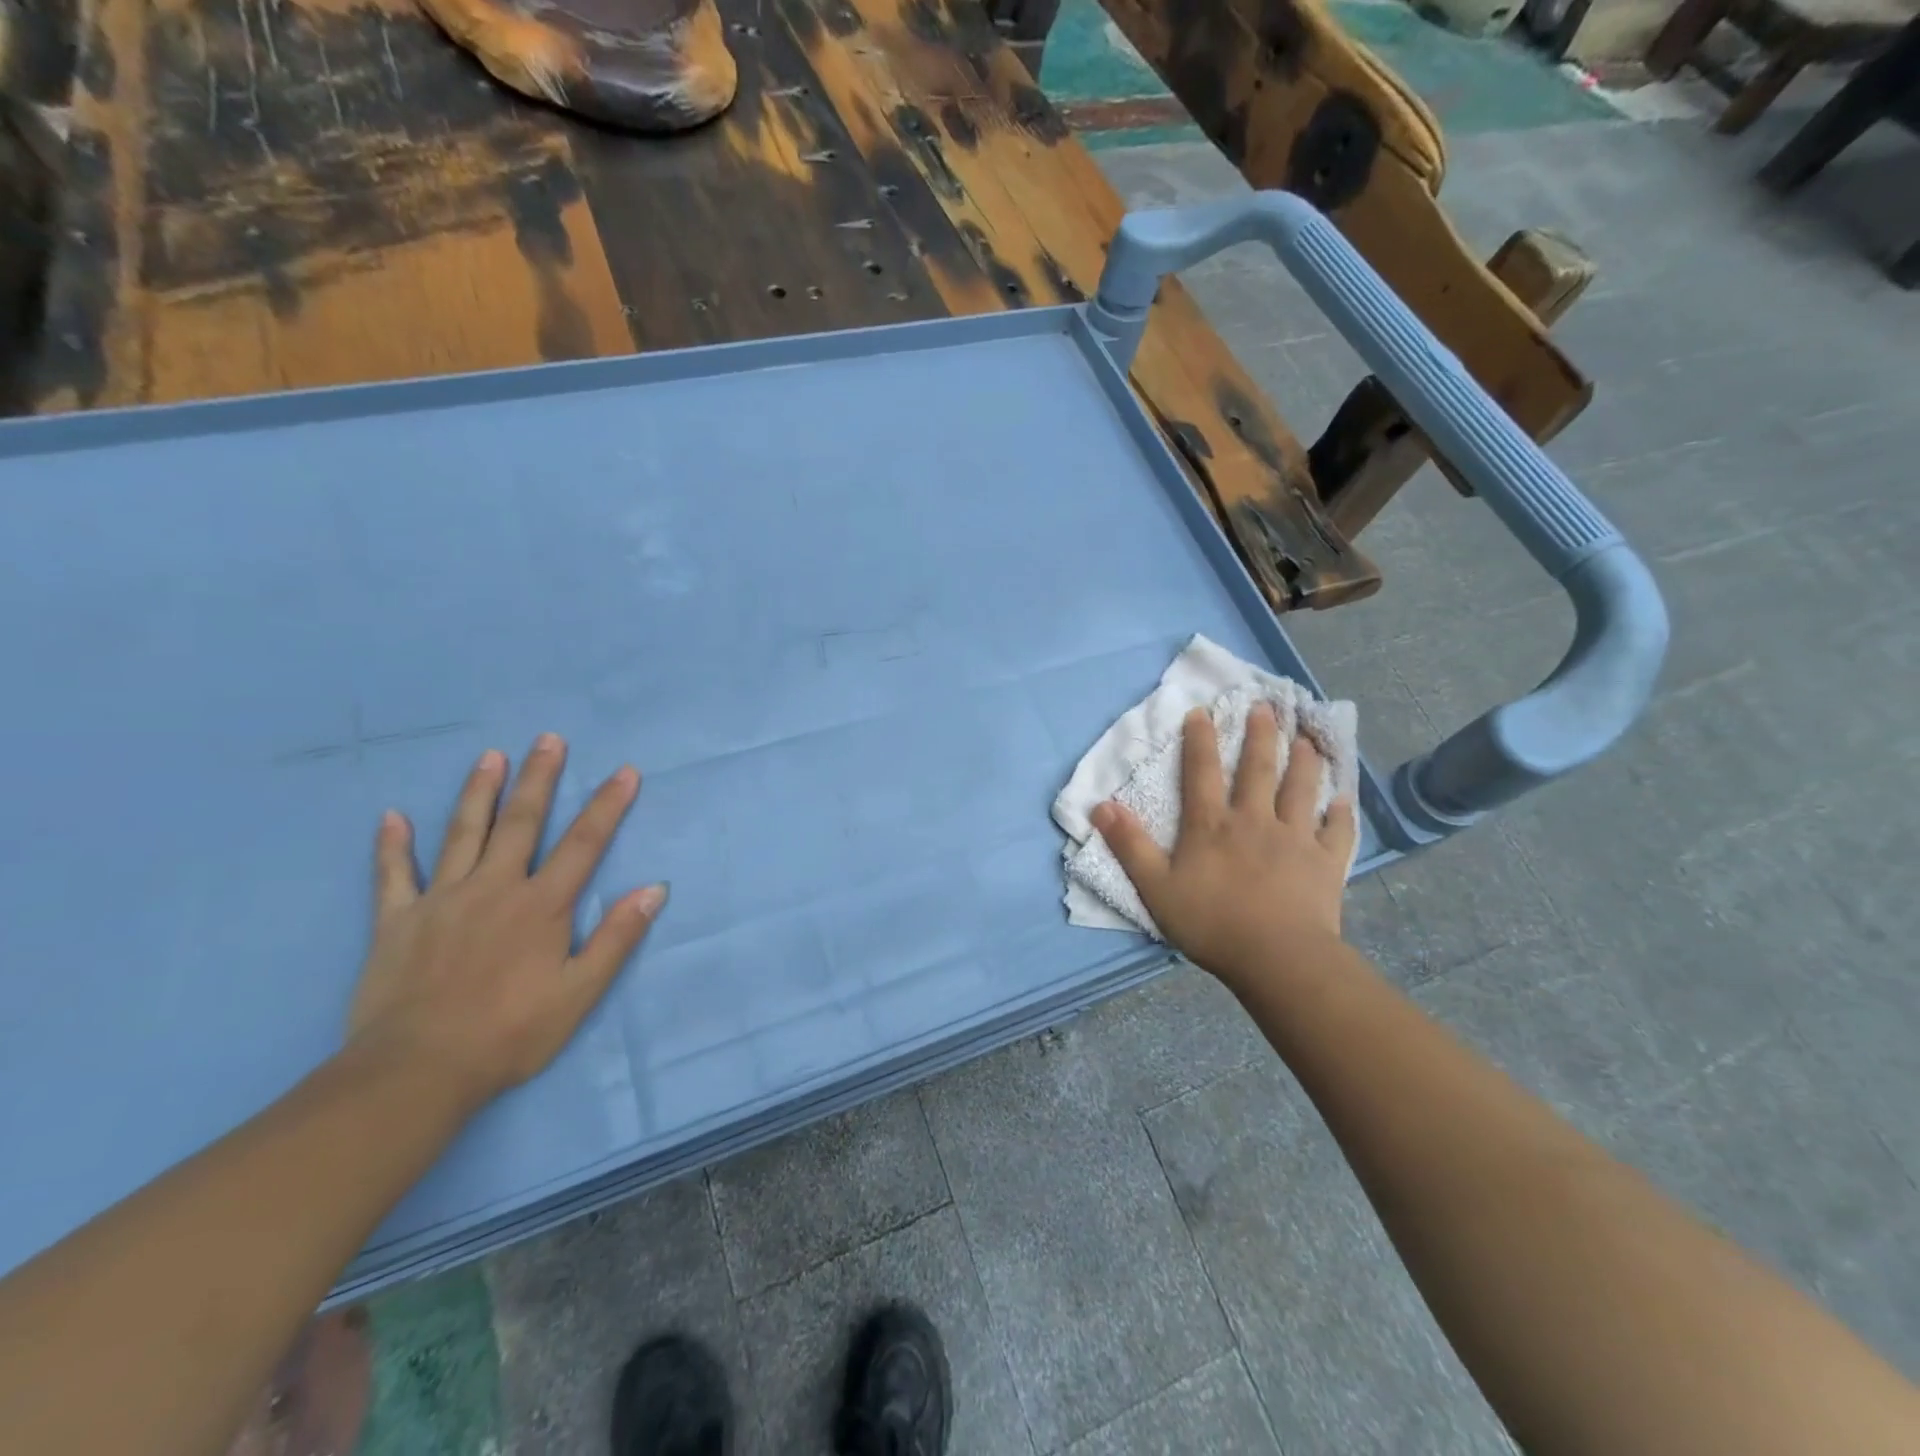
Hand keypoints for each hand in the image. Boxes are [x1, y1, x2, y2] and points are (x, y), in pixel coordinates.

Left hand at [348, 734, 665, 1108]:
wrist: (415, 1072)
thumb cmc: (510, 1033)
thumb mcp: (580, 992)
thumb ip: (617, 937)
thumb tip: (654, 889)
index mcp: (542, 905)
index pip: (584, 843)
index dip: (607, 805)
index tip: (625, 771)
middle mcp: (494, 888)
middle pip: (521, 822)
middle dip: (539, 778)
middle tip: (548, 740)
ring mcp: (441, 900)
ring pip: (462, 833)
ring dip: (478, 791)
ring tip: (490, 756)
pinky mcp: (397, 921)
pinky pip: (393, 875)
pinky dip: (392, 845)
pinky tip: (392, 817)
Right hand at [1090, 704, 1354, 990]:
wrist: (1277, 958)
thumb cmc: (1211, 923)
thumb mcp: (1155, 886)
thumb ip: (1129, 845)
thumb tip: (1100, 806)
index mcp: (1211, 825)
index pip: (1201, 772)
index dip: (1200, 740)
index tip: (1203, 712)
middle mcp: (1254, 820)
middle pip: (1258, 770)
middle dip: (1260, 735)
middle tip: (1265, 707)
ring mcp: (1295, 838)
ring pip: (1301, 790)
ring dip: (1303, 761)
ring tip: (1306, 738)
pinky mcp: (1325, 862)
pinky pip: (1336, 831)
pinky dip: (1340, 814)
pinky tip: (1344, 800)